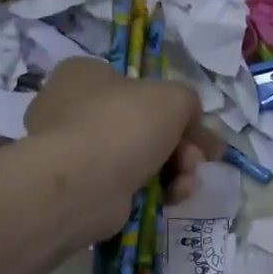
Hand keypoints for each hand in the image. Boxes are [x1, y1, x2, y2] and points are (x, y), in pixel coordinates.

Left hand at [25, 58, 222, 241]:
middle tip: (199, 160)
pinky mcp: (82, 189)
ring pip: (139, 158)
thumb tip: (190, 124)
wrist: (83, 184)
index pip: (137, 87)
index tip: (200, 130)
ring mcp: (76, 153)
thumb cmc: (123, 125)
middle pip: (144, 126)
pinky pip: (127, 186)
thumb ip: (188, 102)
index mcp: (84, 75)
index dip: (175, 109)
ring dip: (174, 170)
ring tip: (185, 184)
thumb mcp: (174, 97)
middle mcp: (73, 110)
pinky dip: (153, 191)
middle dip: (181, 146)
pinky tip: (170, 198)